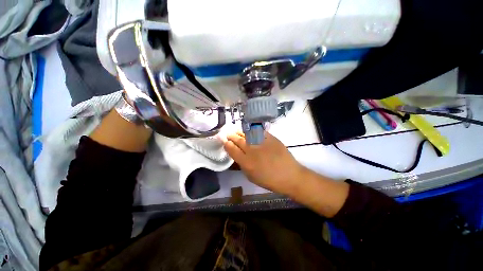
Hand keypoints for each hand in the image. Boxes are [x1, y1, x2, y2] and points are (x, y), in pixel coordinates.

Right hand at [223, 131, 305, 194]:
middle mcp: (252, 150)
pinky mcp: (270, 137)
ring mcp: (261, 142)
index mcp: (246, 162)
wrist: (289, 175)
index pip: (232, 150)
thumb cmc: (269, 180)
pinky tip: (249, 131)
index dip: (227, 144)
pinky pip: (258, 131)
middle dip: (231, 136)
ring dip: (239, 132)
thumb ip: (242, 165)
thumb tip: (237, 155)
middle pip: (238, 140)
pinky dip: (252, 131)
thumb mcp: (251, 176)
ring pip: (247, 134)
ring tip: (236, 131)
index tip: (225, 141)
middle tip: (228, 134)